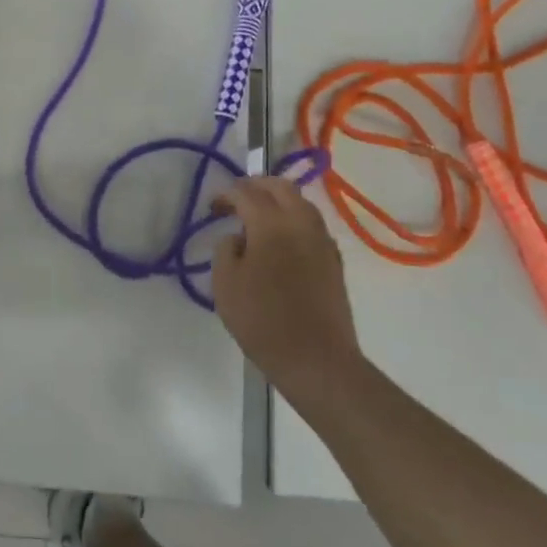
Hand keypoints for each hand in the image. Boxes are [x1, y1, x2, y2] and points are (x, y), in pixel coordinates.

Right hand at [212, 177, 359, 397]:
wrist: (316, 360)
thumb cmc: (262, 320)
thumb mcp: (225, 284)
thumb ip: (226, 249)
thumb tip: (238, 237)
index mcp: (271, 223)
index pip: (246, 193)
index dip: (225, 195)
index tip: (212, 207)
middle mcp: (301, 222)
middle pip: (280, 186)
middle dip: (256, 186)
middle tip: (237, 199)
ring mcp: (322, 241)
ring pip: (301, 203)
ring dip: (278, 201)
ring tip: (258, 217)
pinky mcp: (334, 260)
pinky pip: (312, 225)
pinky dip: (294, 220)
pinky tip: (281, 240)